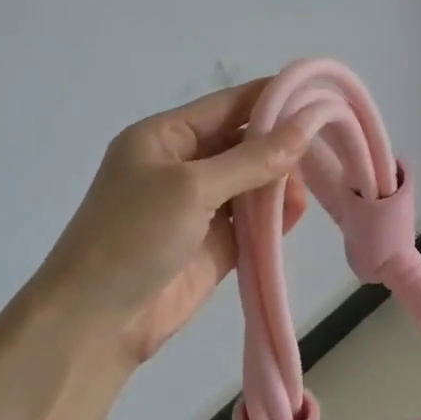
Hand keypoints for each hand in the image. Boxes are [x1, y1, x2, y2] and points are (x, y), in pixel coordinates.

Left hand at [35, 78, 309, 367]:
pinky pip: (252, 223)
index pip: (229, 105)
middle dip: (281, 147)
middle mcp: (183, 166)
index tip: (321, 99)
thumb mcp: (192, 186)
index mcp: (165, 137)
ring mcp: (199, 208)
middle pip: (244, 144)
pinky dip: (274, 219)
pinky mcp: (214, 246)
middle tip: (323, 154)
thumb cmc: (134, 236)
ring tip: (303, 196)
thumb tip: (307, 125)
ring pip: (252, 184)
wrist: (96, 320)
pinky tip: (296, 216)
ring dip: (280, 186)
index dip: (272, 99)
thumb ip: (253, 159)